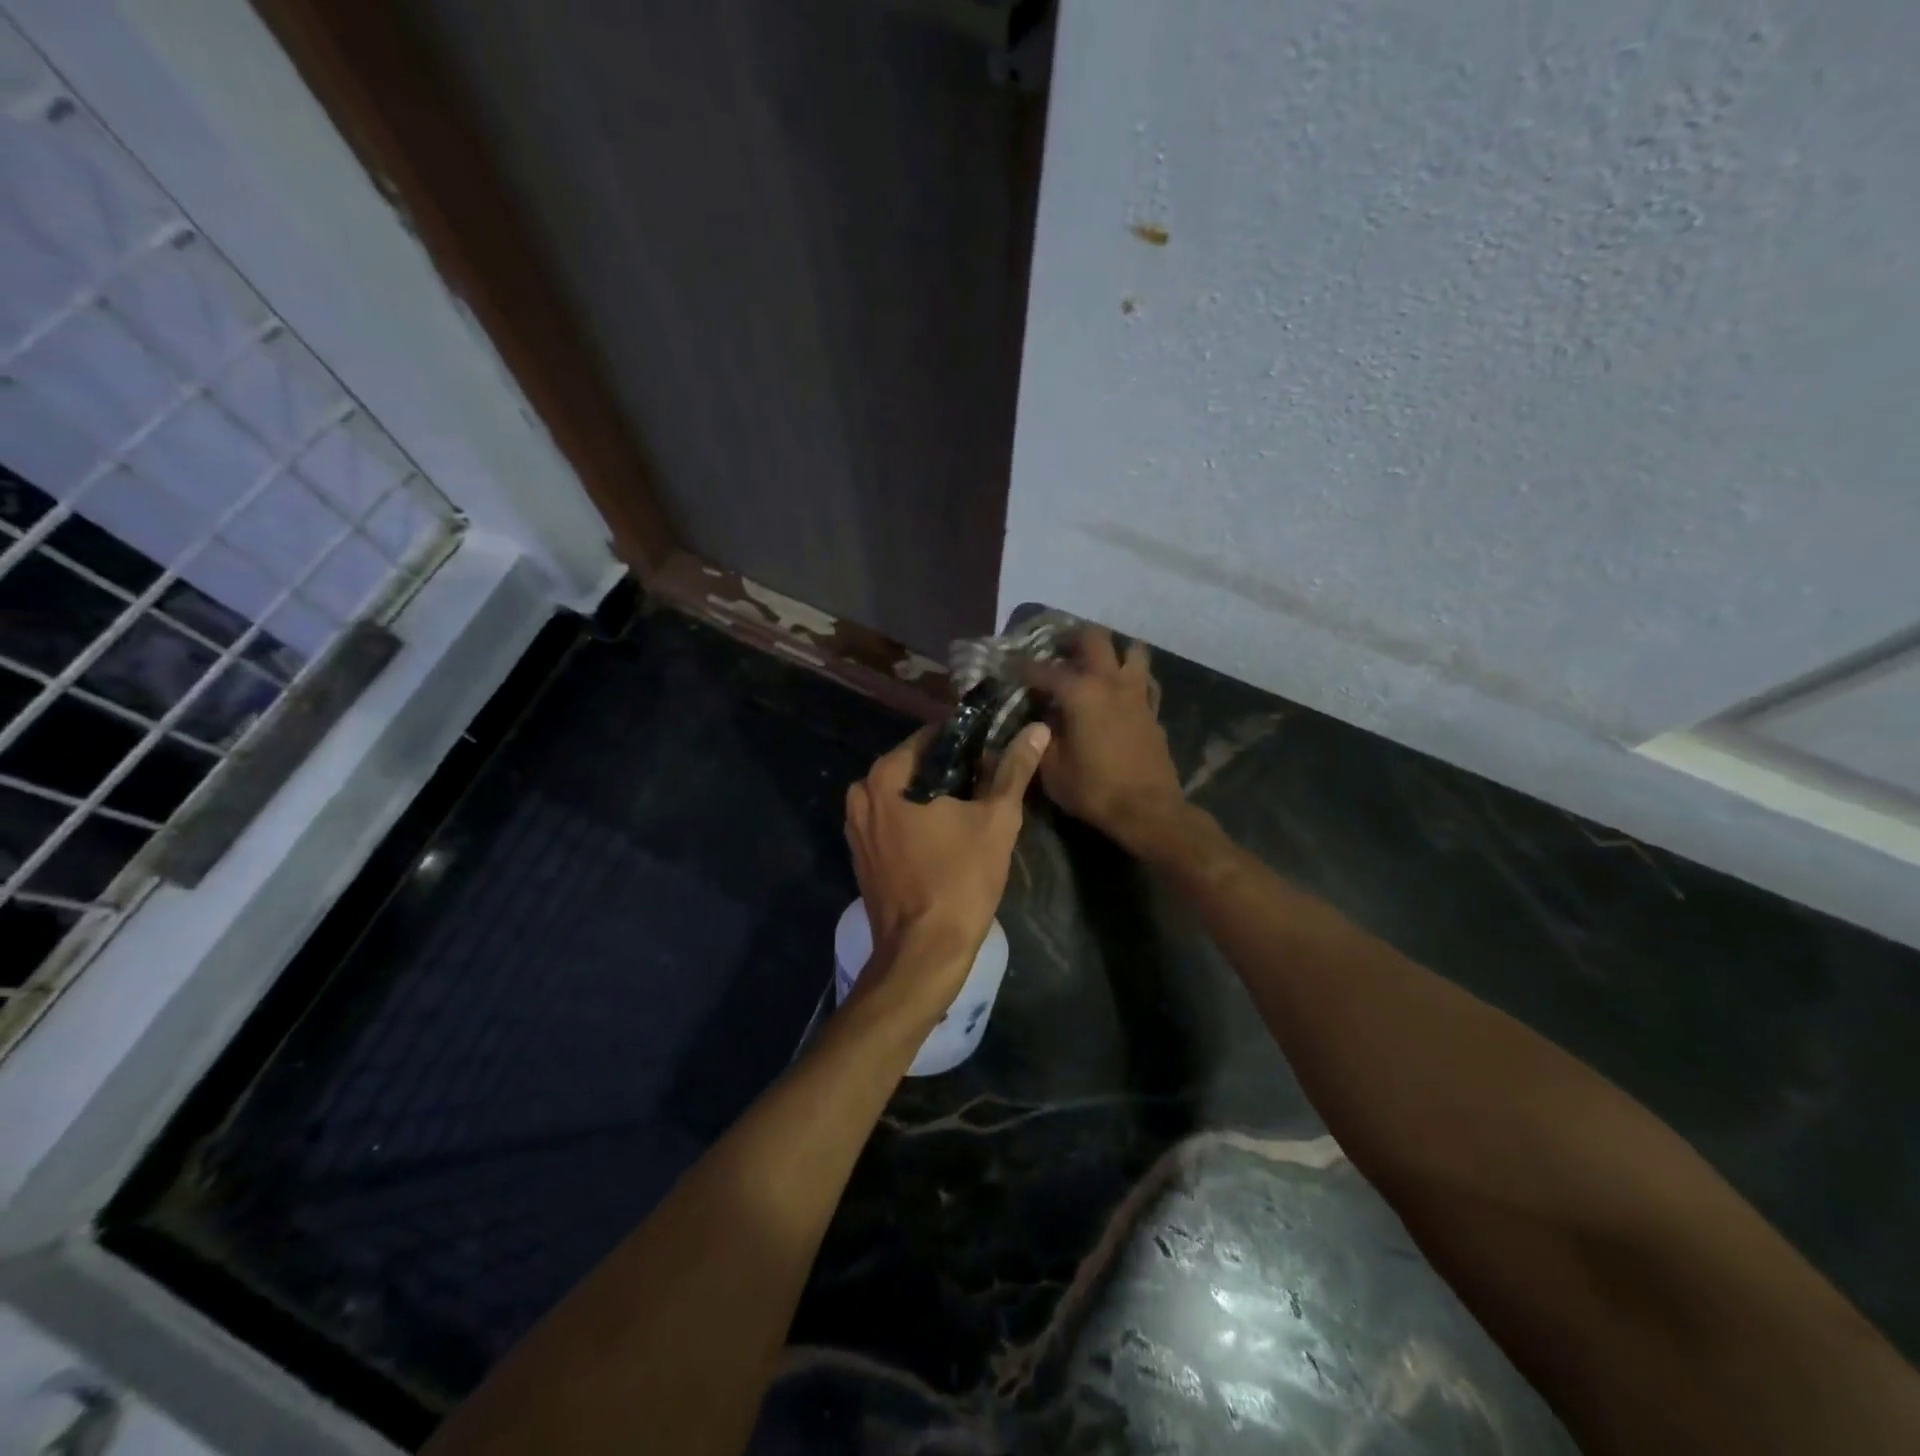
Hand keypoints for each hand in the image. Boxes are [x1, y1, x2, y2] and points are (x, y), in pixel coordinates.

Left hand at [843, 721, 1050, 1022]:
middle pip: (915, 766)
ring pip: (903, 795)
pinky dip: (917, 821)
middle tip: (990, 786)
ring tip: (973, 811)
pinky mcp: (861, 855)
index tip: (995, 754)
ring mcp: (856, 827)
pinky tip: (947, 837)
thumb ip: (1014, 769)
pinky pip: (892, 821)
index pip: (932, 737)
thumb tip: (1037, 730)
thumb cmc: (960, 881)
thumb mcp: (997, 820)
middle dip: (952, 772)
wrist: (923, 953)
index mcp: (886, 776)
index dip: (968, 742)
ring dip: (935, 797)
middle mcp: (861, 794)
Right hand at [1024, 626, 1184, 848]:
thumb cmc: (1093, 789)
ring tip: (1094, 666)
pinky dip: (1132, 678)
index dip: (1020, 666)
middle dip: (1071, 639)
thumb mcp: (1051, 768)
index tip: (1006, 665)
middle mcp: (1110, 682)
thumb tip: (1036, 720)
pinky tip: (1120, 692)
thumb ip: (1040, 737)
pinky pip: (1145, 680)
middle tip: (1056, 652)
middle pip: (1094, 638)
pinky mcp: (1153, 710)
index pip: (1042, 669)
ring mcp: (1137, 693)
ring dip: (1112, 652)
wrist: (1147, 810)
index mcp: (1080, 692)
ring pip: (1132, 650)